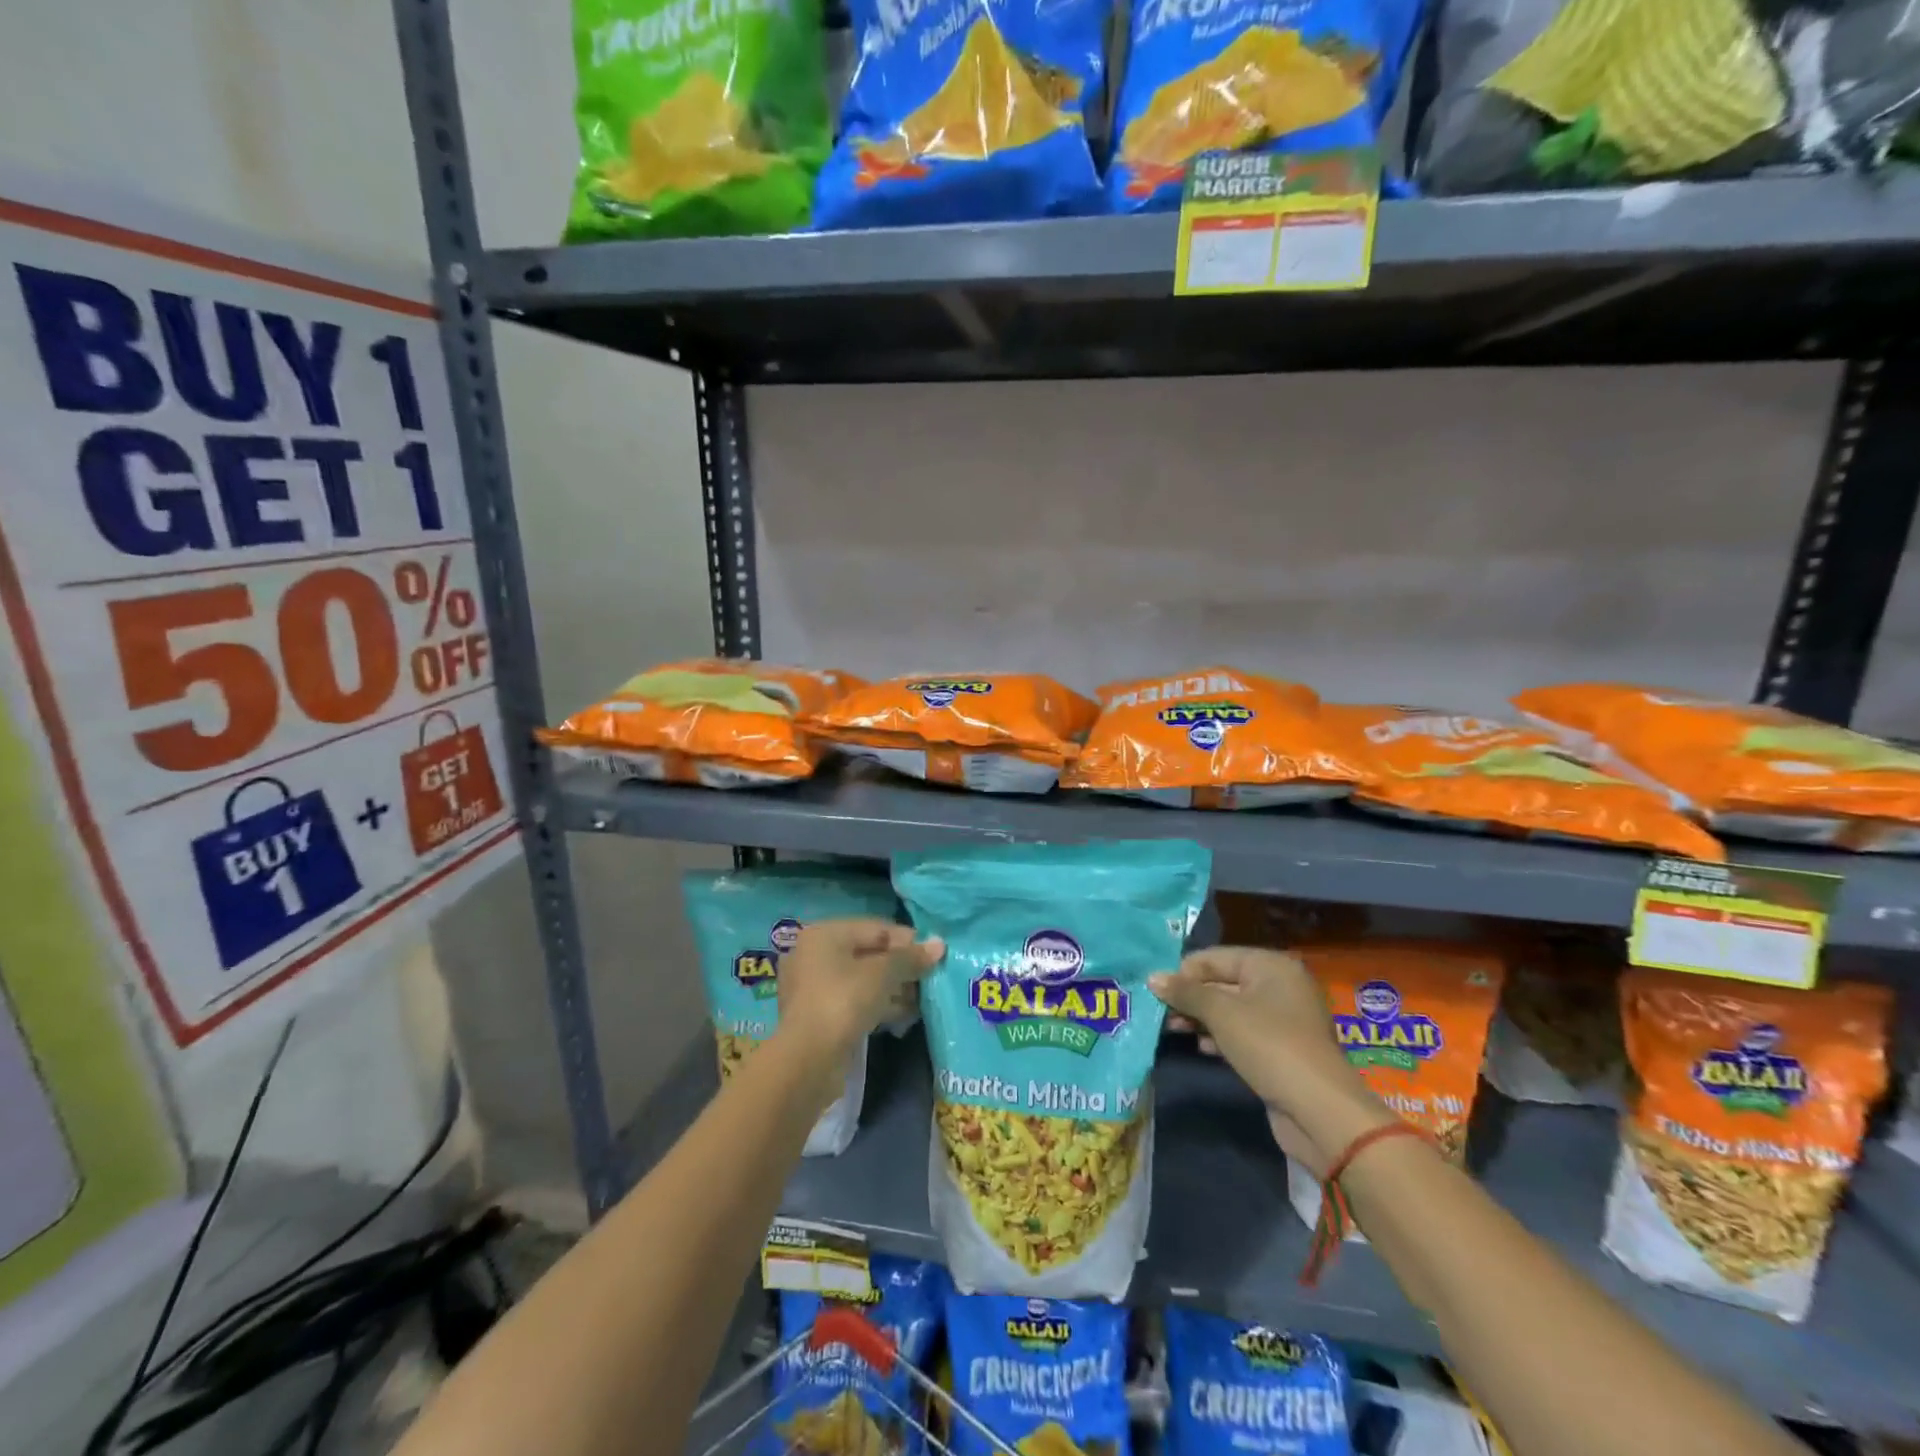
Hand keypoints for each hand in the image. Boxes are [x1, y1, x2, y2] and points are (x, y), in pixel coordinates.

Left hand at [777, 918, 942, 1065]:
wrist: (808, 1060)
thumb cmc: (843, 1002)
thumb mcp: (882, 974)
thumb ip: (910, 958)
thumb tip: (939, 945)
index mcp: (824, 934)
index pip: (875, 928)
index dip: (907, 940)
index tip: (933, 955)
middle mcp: (814, 955)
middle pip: (868, 953)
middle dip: (900, 967)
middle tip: (928, 980)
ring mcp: (813, 987)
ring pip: (861, 980)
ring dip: (892, 988)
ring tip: (919, 1001)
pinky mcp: (817, 1016)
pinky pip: (854, 1001)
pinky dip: (877, 1005)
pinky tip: (902, 1016)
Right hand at [1151, 946, 1392, 1176]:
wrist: (1319, 1111)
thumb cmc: (1269, 1045)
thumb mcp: (1221, 1013)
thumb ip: (1186, 992)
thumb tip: (1152, 977)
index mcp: (1270, 966)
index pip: (1215, 957)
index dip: (1184, 971)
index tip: (1156, 990)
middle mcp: (1279, 986)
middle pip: (1223, 982)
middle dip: (1190, 996)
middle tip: (1159, 1011)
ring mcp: (1282, 1020)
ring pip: (1230, 1009)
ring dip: (1200, 1018)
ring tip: (1172, 1029)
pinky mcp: (1280, 1050)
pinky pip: (1242, 1033)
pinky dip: (1218, 1036)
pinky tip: (1199, 1047)